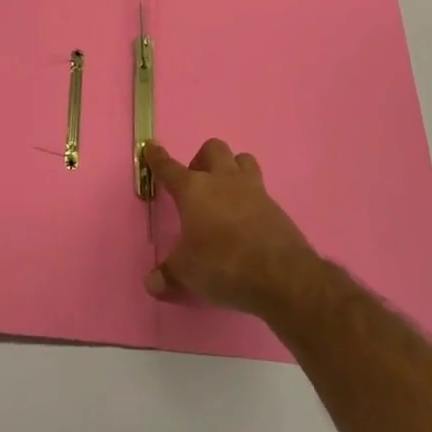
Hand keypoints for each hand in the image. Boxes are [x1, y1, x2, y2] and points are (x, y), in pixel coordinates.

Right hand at [143, 139, 319, 316]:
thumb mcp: (187, 273)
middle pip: (213, 148)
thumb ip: (168, 275)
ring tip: (225, 193)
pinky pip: (260, 188)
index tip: (151, 148)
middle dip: (202, 159)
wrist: (280, 275)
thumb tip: (152, 283)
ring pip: (242, 159)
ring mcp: (253, 189)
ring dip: (231, 168)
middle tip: (197, 184)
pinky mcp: (275, 205)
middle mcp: (223, 180)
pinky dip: (250, 196)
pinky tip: (246, 219)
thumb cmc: (222, 264)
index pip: (169, 168)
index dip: (158, 158)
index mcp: (194, 190)